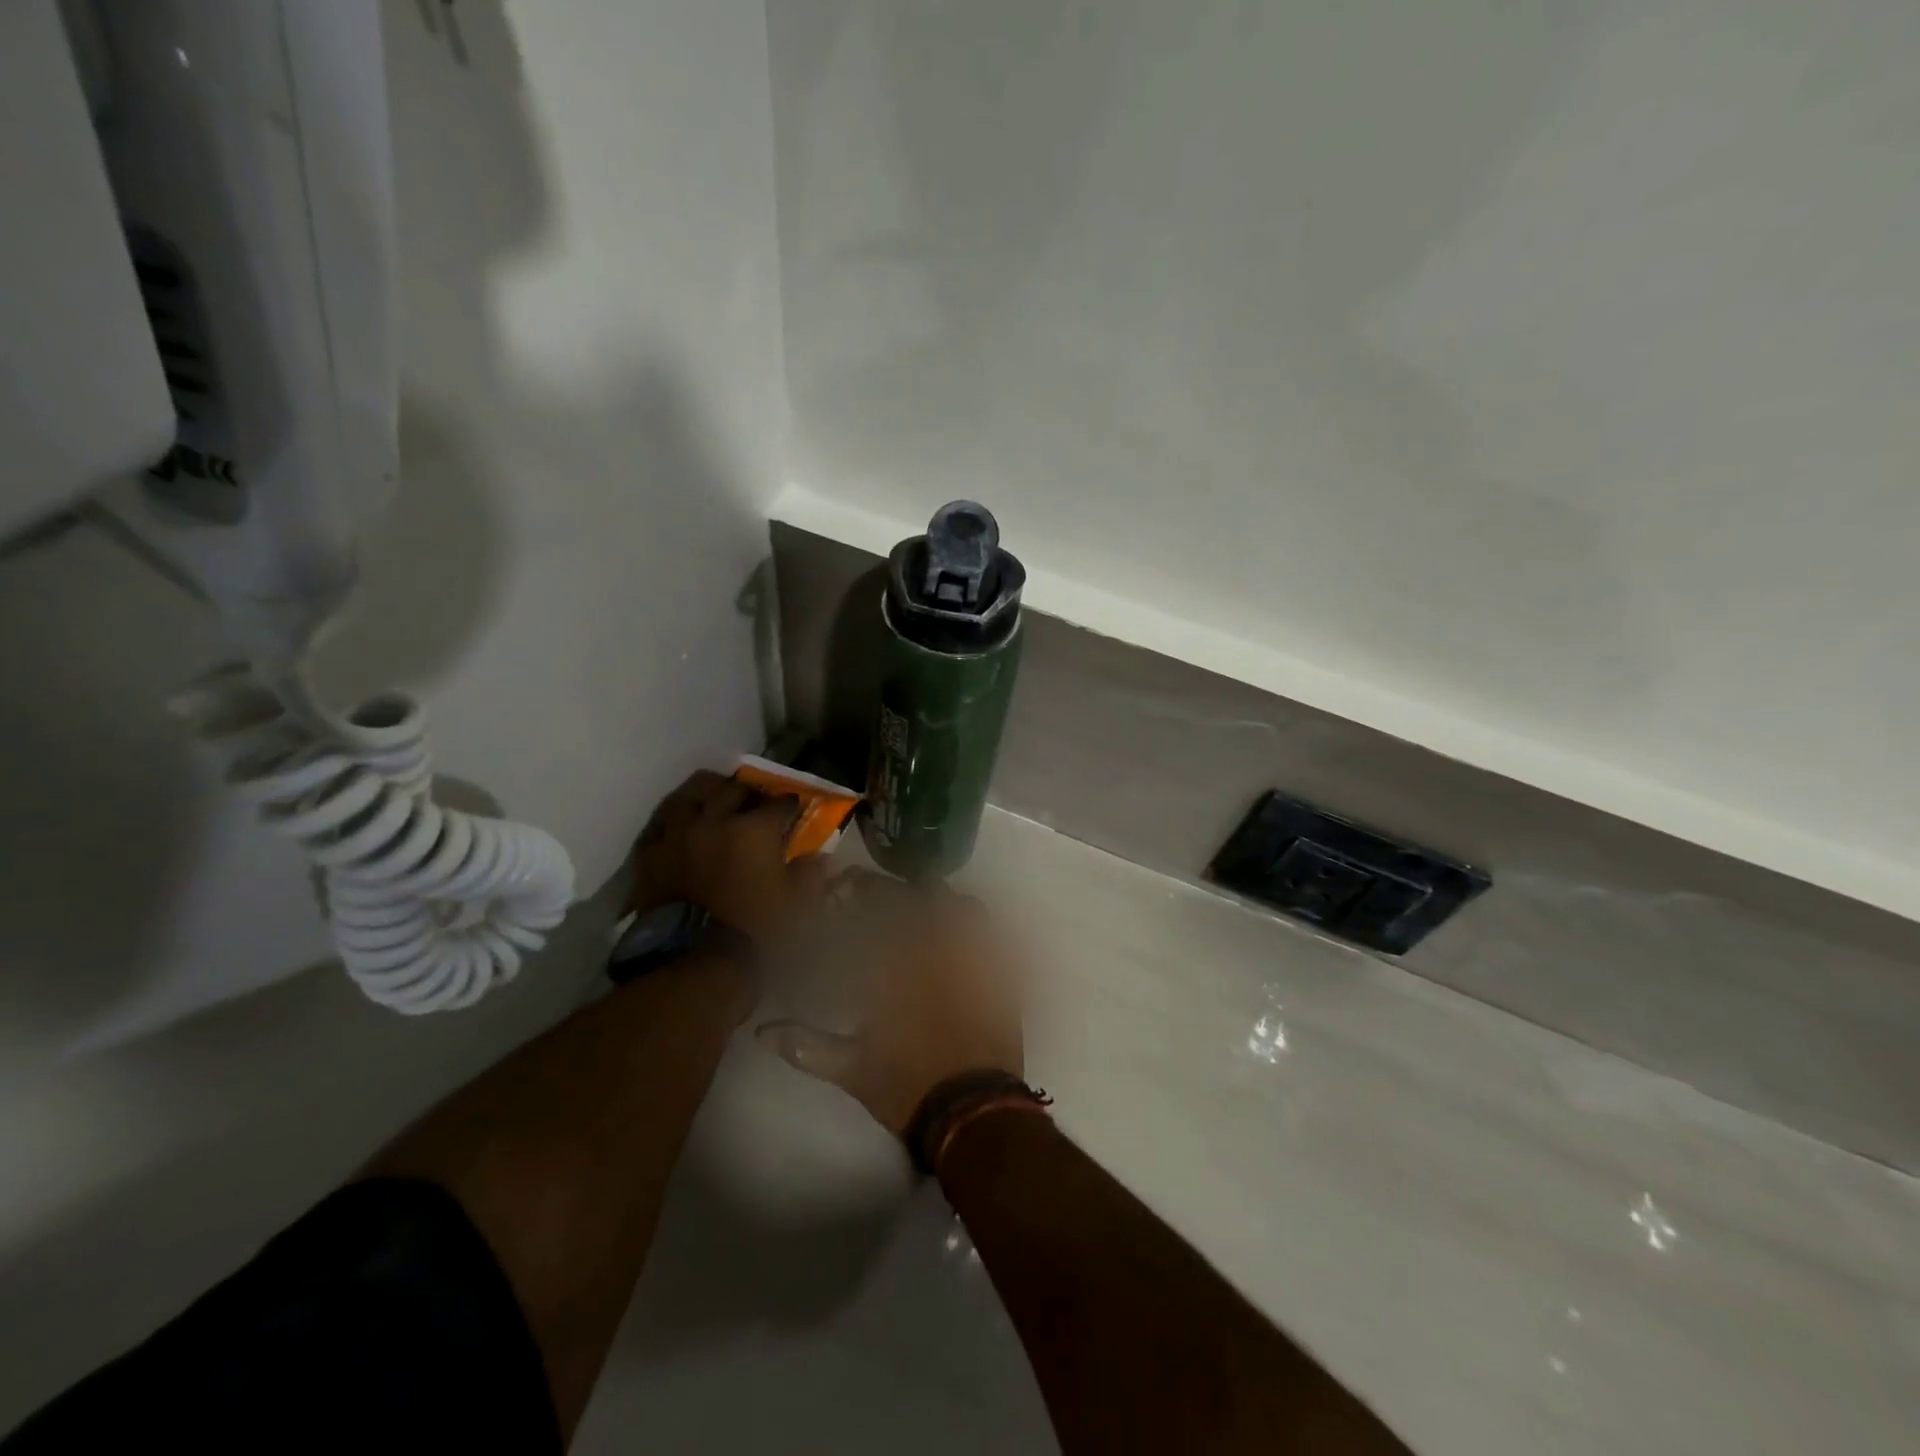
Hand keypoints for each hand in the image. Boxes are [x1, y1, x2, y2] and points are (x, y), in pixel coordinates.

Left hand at [629, 770, 824, 939]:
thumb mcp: (798, 904)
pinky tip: (685, 824)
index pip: (779, 803)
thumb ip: (810, 873)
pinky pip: (663, 823)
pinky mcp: (651, 853)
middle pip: (734, 789)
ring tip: (718, 799)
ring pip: (693, 794)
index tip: (796, 809)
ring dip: (711, 793)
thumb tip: (817, 856)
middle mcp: (714, 820)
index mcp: (754, 829)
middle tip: (758, 802)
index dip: (790, 805)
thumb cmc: (755, 930)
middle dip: (751, 792)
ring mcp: (678, 834)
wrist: (694, 963)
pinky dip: (678, 819)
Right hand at [757, 873, 1024, 1137]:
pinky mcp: (1002, 974)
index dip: (857, 892)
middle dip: (895, 890)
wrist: (973, 1113)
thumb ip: (807, 1047)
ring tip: (925, 908)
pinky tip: (963, 935)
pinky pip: (994, 935)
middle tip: (881, 892)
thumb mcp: (851, 1070)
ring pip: (962, 907)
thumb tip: (763, 1032)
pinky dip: (976, 927)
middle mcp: (937, 955)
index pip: (875, 914)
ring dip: (941, 903)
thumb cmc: (908, 1089)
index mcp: (898, 972)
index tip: (843, 886)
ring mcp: (975, 961)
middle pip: (919, 900)